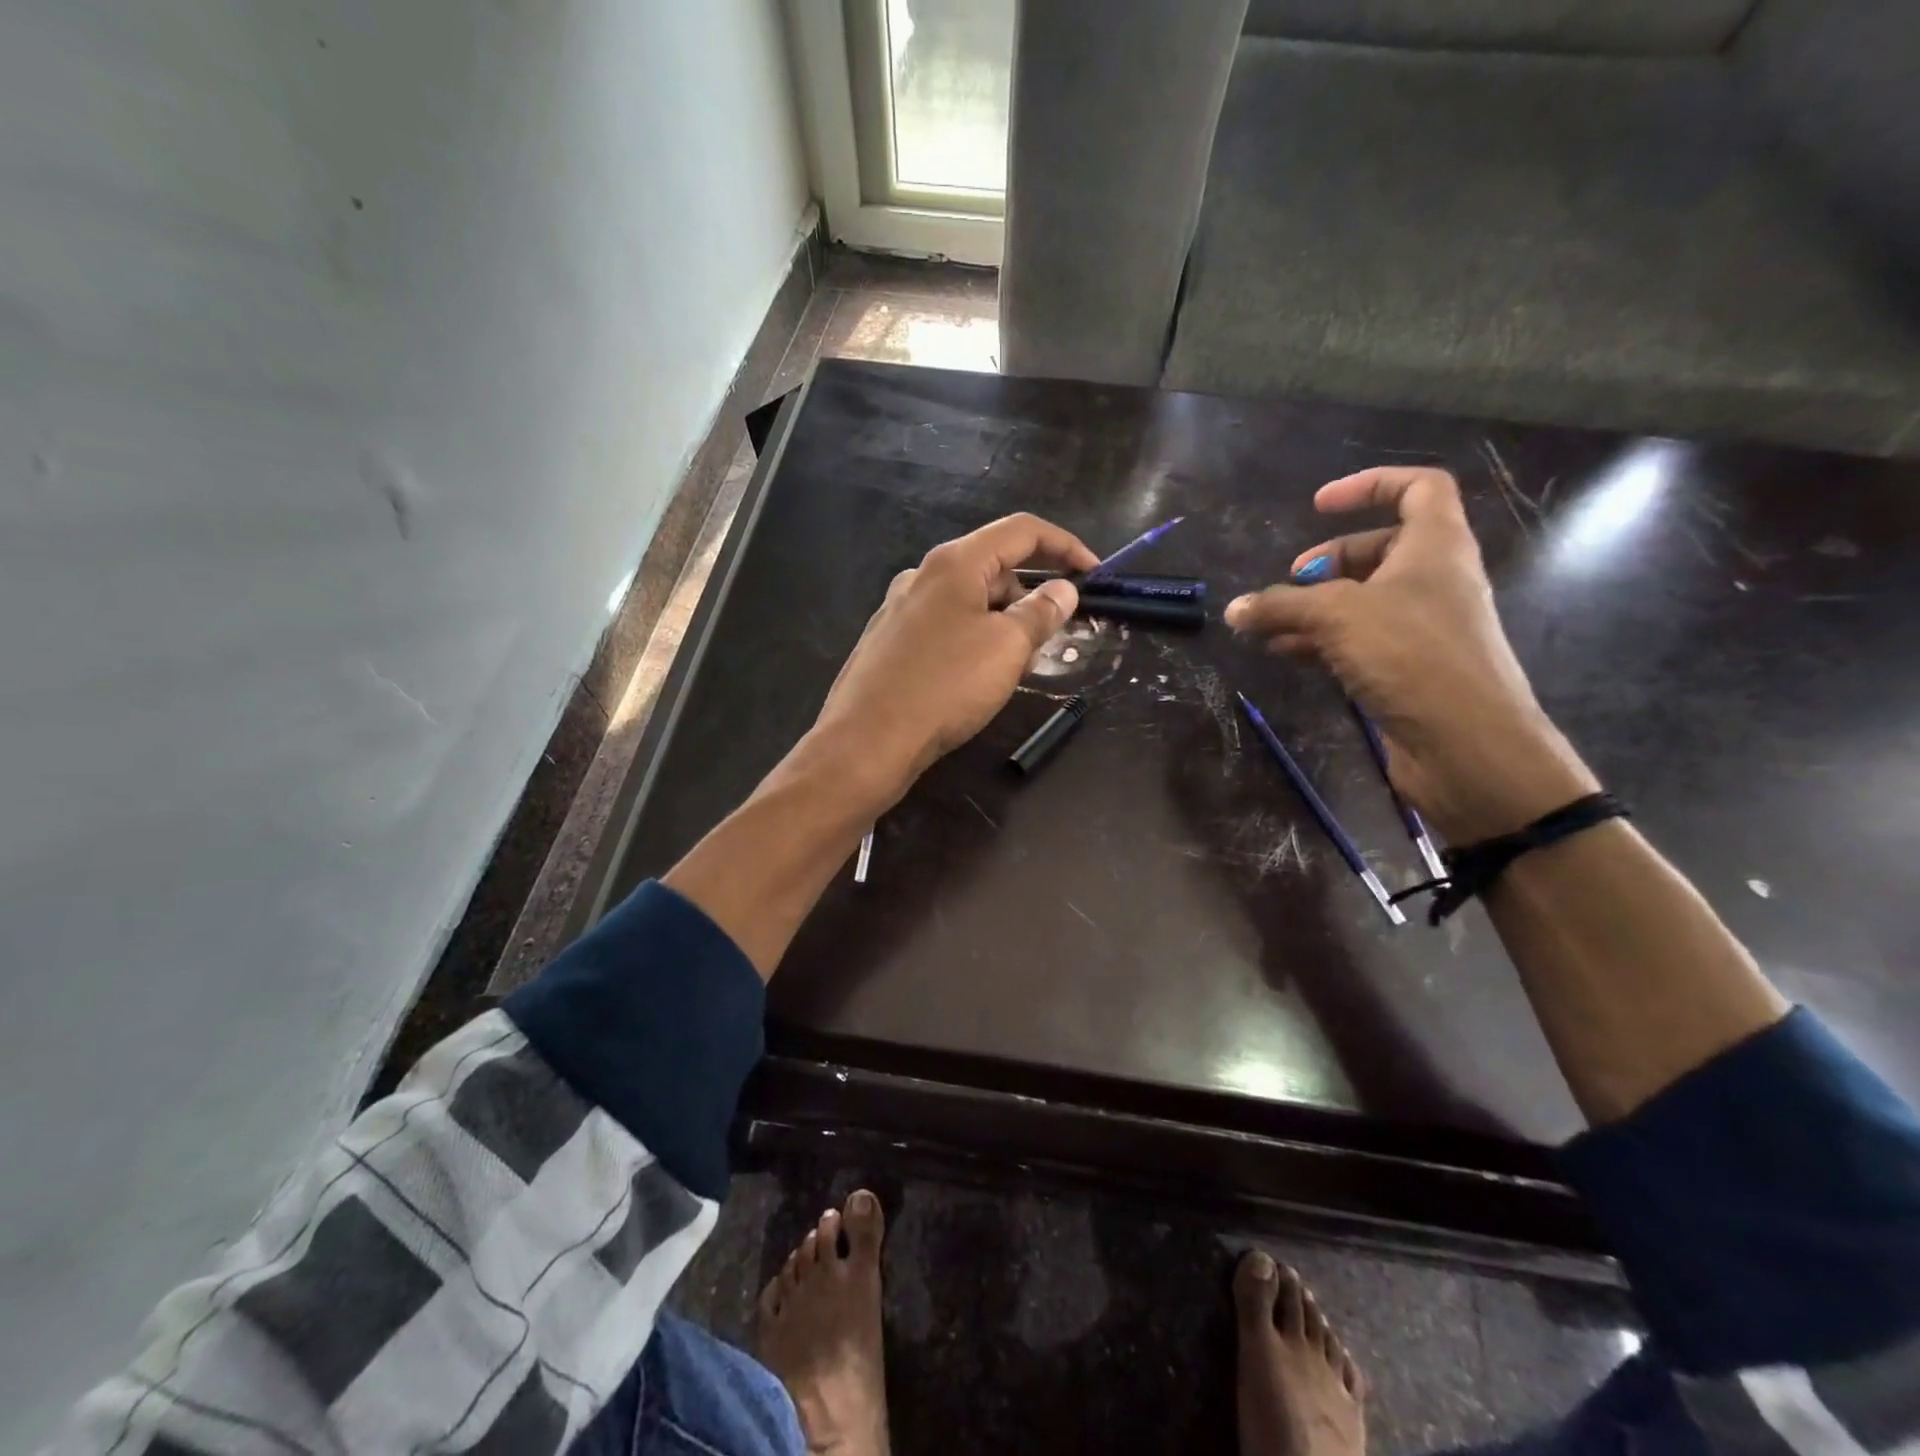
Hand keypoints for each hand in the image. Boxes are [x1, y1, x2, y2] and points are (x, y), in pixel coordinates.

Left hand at [809, 513, 1099, 806]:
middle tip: (1056, 633)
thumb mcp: (1007, 647)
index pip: (1021, 531)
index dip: (1065, 545)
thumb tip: (1063, 589)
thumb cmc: (945, 686)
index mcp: (954, 563)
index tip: (1095, 574)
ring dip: (1004, 618)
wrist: (867, 741)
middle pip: (993, 565)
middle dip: (1033, 591)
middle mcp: (922, 575)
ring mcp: (900, 608)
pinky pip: (945, 625)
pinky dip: (974, 636)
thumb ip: (1041, 613)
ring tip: (1020, 661)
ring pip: (968, 599)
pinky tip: (978, 674)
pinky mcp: (889, 641)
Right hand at [1224, 466, 1594, 840]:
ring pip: (1363, 601)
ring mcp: (1422, 628)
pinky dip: (1321, 641)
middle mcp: (1434, 581)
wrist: (1466, 744)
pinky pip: (1359, 641)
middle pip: (1380, 549)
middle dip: (1330, 559)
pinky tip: (1284, 654)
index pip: (1418, 488)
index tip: (1317, 506)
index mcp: (1436, 547)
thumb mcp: (1337, 616)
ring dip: (1315, 607)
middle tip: (1293, 580)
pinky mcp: (1407, 669)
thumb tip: (1234, 609)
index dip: (1369, 485)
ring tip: (1269, 626)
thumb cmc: (1411, 656)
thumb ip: (1281, 606)